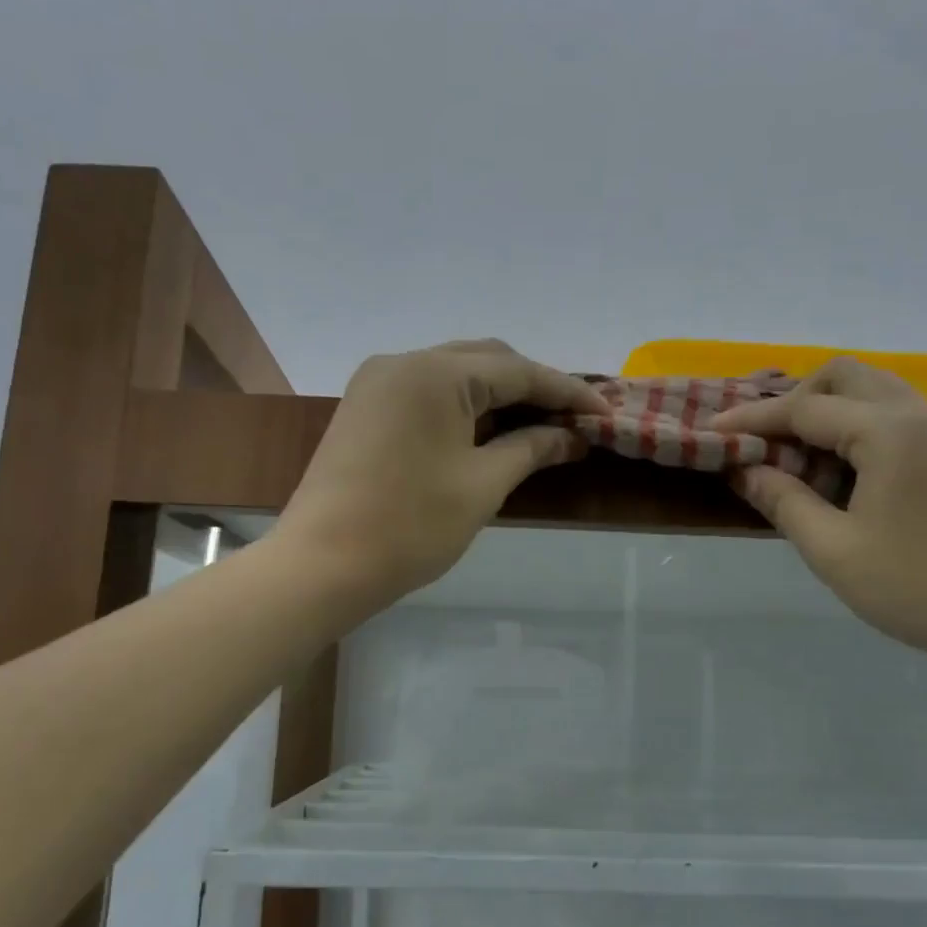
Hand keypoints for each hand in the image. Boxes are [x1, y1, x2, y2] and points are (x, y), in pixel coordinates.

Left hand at [276, 340, 609, 608]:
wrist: (321, 564)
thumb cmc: (410, 525)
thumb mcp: (483, 485)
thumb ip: (532, 449)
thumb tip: (573, 437)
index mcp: (435, 372)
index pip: (517, 370)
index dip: (567, 392)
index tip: (605, 412)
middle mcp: (403, 362)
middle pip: (485, 361)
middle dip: (532, 388)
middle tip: (572, 421)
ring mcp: (377, 384)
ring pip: (454, 376)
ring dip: (498, 397)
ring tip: (538, 428)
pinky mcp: (363, 409)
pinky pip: (426, 395)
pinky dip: (463, 408)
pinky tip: (487, 433)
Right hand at [710, 358, 926, 671]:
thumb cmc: (919, 588)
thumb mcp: (833, 550)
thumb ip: (783, 501)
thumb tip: (745, 469)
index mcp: (890, 432)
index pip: (805, 409)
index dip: (753, 419)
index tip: (713, 428)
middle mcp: (922, 413)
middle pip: (844, 375)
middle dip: (794, 399)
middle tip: (762, 438)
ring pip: (874, 389)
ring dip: (828, 409)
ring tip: (796, 452)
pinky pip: (897, 413)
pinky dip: (858, 423)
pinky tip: (843, 467)